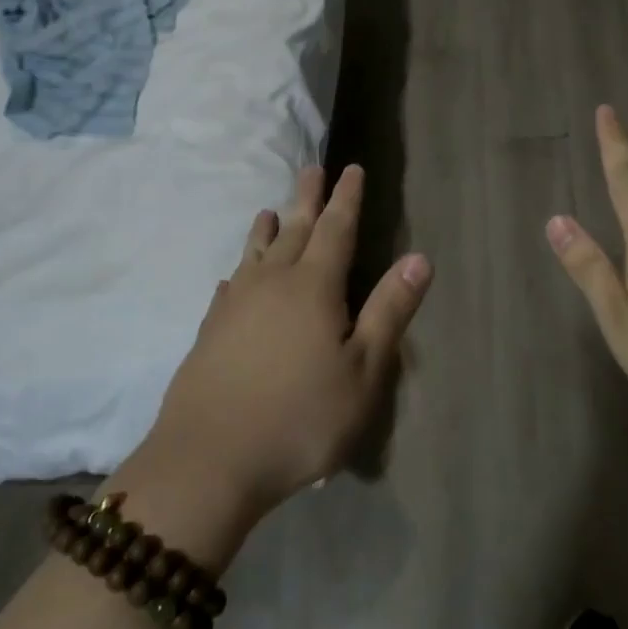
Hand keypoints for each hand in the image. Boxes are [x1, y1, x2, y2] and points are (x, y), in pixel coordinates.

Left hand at [144, 164, 431, 517]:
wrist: (208, 460)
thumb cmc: (300, 418)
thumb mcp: (363, 372)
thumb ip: (389, 311)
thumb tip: (419, 258)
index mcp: (314, 286)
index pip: (336, 228)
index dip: (346, 197)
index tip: (351, 168)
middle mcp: (272, 282)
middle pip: (294, 229)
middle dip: (308, 198)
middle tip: (313, 168)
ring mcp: (235, 305)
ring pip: (256, 253)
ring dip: (268, 228)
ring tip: (270, 209)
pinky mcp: (210, 330)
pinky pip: (229, 286)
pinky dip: (239, 271)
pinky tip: (234, 277)